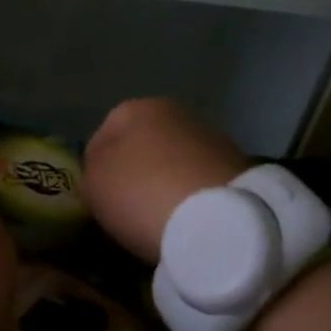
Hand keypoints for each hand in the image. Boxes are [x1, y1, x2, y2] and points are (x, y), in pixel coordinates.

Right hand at [82, 98, 250, 262]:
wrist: (221, 220)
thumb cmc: (143, 193)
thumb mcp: (94, 185)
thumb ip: (91, 173)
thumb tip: (103, 174)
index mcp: (134, 108)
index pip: (100, 138)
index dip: (95, 171)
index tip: (99, 201)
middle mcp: (174, 112)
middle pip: (142, 147)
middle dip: (135, 175)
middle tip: (128, 211)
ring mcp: (211, 138)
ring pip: (174, 164)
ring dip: (166, 186)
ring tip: (161, 222)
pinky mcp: (240, 167)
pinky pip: (201, 184)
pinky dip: (193, 199)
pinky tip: (189, 223)